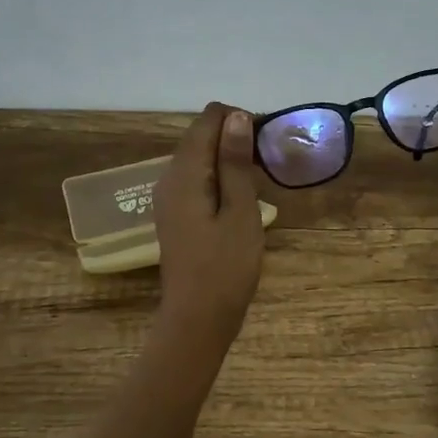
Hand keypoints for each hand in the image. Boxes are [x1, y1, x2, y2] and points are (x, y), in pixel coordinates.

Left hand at [153, 102, 265, 353]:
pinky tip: (240, 198)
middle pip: (200, 137)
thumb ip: (235, 163)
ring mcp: (168, 198)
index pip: (207, 120)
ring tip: (260, 179)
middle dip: (234, 137)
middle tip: (269, 162)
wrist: (197, 320)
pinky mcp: (175, 214)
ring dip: (228, 158)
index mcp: (184, 173)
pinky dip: (219, 178)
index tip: (267, 140)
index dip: (239, 120)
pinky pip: (196, 180)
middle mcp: (169, 178)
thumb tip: (237, 117)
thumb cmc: (225, 267)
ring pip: (199, 158)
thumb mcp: (240, 211)